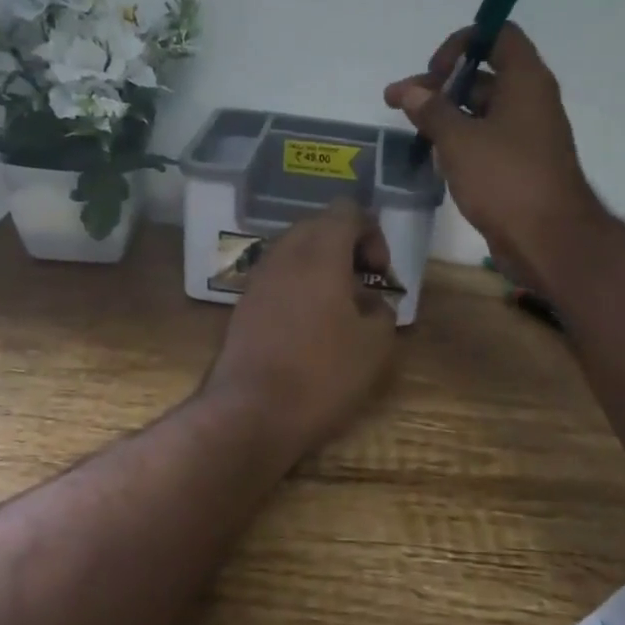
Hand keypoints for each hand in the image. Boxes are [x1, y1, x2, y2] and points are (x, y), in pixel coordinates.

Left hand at [202, 199, 398, 457]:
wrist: (250, 413)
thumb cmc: (321, 374)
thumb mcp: (375, 344)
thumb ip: (382, 309)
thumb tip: (370, 301)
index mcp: (320, 252)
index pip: (348, 211)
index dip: (372, 235)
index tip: (380, 275)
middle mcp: (284, 254)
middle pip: (319, 226)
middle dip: (347, 248)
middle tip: (364, 288)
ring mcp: (258, 278)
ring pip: (295, 251)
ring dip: (322, 268)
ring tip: (339, 310)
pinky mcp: (243, 304)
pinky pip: (278, 277)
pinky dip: (299, 287)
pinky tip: (310, 327)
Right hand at [385, 23, 608, 291]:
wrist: (549, 240)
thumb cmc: (506, 179)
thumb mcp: (460, 140)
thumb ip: (431, 110)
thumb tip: (409, 90)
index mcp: (525, 81)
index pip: (498, 36)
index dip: (462, 43)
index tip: (434, 70)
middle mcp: (530, 101)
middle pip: (482, 76)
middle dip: (439, 85)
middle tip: (398, 101)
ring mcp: (526, 135)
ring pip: (481, 111)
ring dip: (445, 115)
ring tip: (409, 129)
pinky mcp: (519, 165)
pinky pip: (487, 140)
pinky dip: (460, 141)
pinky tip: (432, 155)